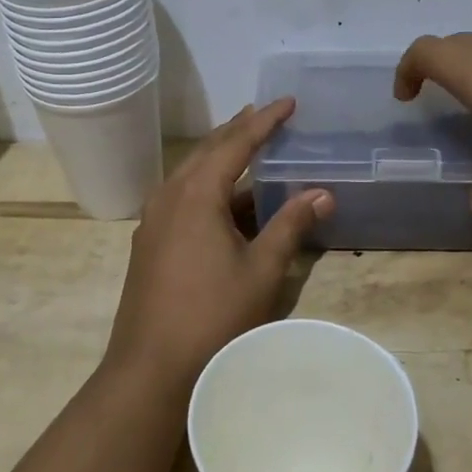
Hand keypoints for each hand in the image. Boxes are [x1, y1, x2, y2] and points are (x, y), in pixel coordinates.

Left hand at [107, 100, 332, 389]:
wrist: (150, 370)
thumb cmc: (213, 317)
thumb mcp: (262, 270)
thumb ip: (291, 226)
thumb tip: (323, 192)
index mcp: (196, 194)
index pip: (235, 143)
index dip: (264, 121)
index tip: (288, 102)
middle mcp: (170, 196)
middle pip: (207, 151)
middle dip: (238, 130)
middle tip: (265, 114)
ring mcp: (154, 220)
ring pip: (191, 173)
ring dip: (220, 157)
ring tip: (247, 146)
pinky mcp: (149, 243)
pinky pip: (182, 197)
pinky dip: (207, 186)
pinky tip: (224, 200)